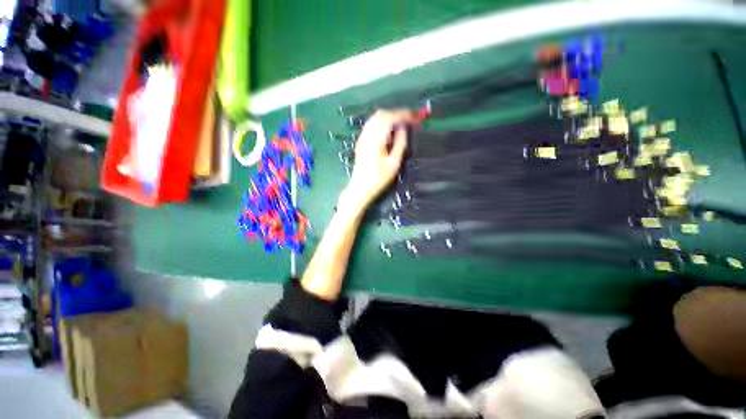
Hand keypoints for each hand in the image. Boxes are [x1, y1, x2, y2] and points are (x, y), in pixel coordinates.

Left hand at [341, 109, 419, 213]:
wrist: (360, 188)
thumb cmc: (378, 179)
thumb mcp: (394, 164)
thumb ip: (400, 144)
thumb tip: (403, 128)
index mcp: (376, 140)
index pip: (390, 118)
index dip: (403, 115)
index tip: (415, 117)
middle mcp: (367, 135)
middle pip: (382, 114)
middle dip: (397, 114)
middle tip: (410, 119)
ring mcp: (362, 137)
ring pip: (375, 118)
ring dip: (389, 117)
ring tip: (402, 123)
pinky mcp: (361, 141)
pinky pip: (372, 124)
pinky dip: (382, 122)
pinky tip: (389, 129)